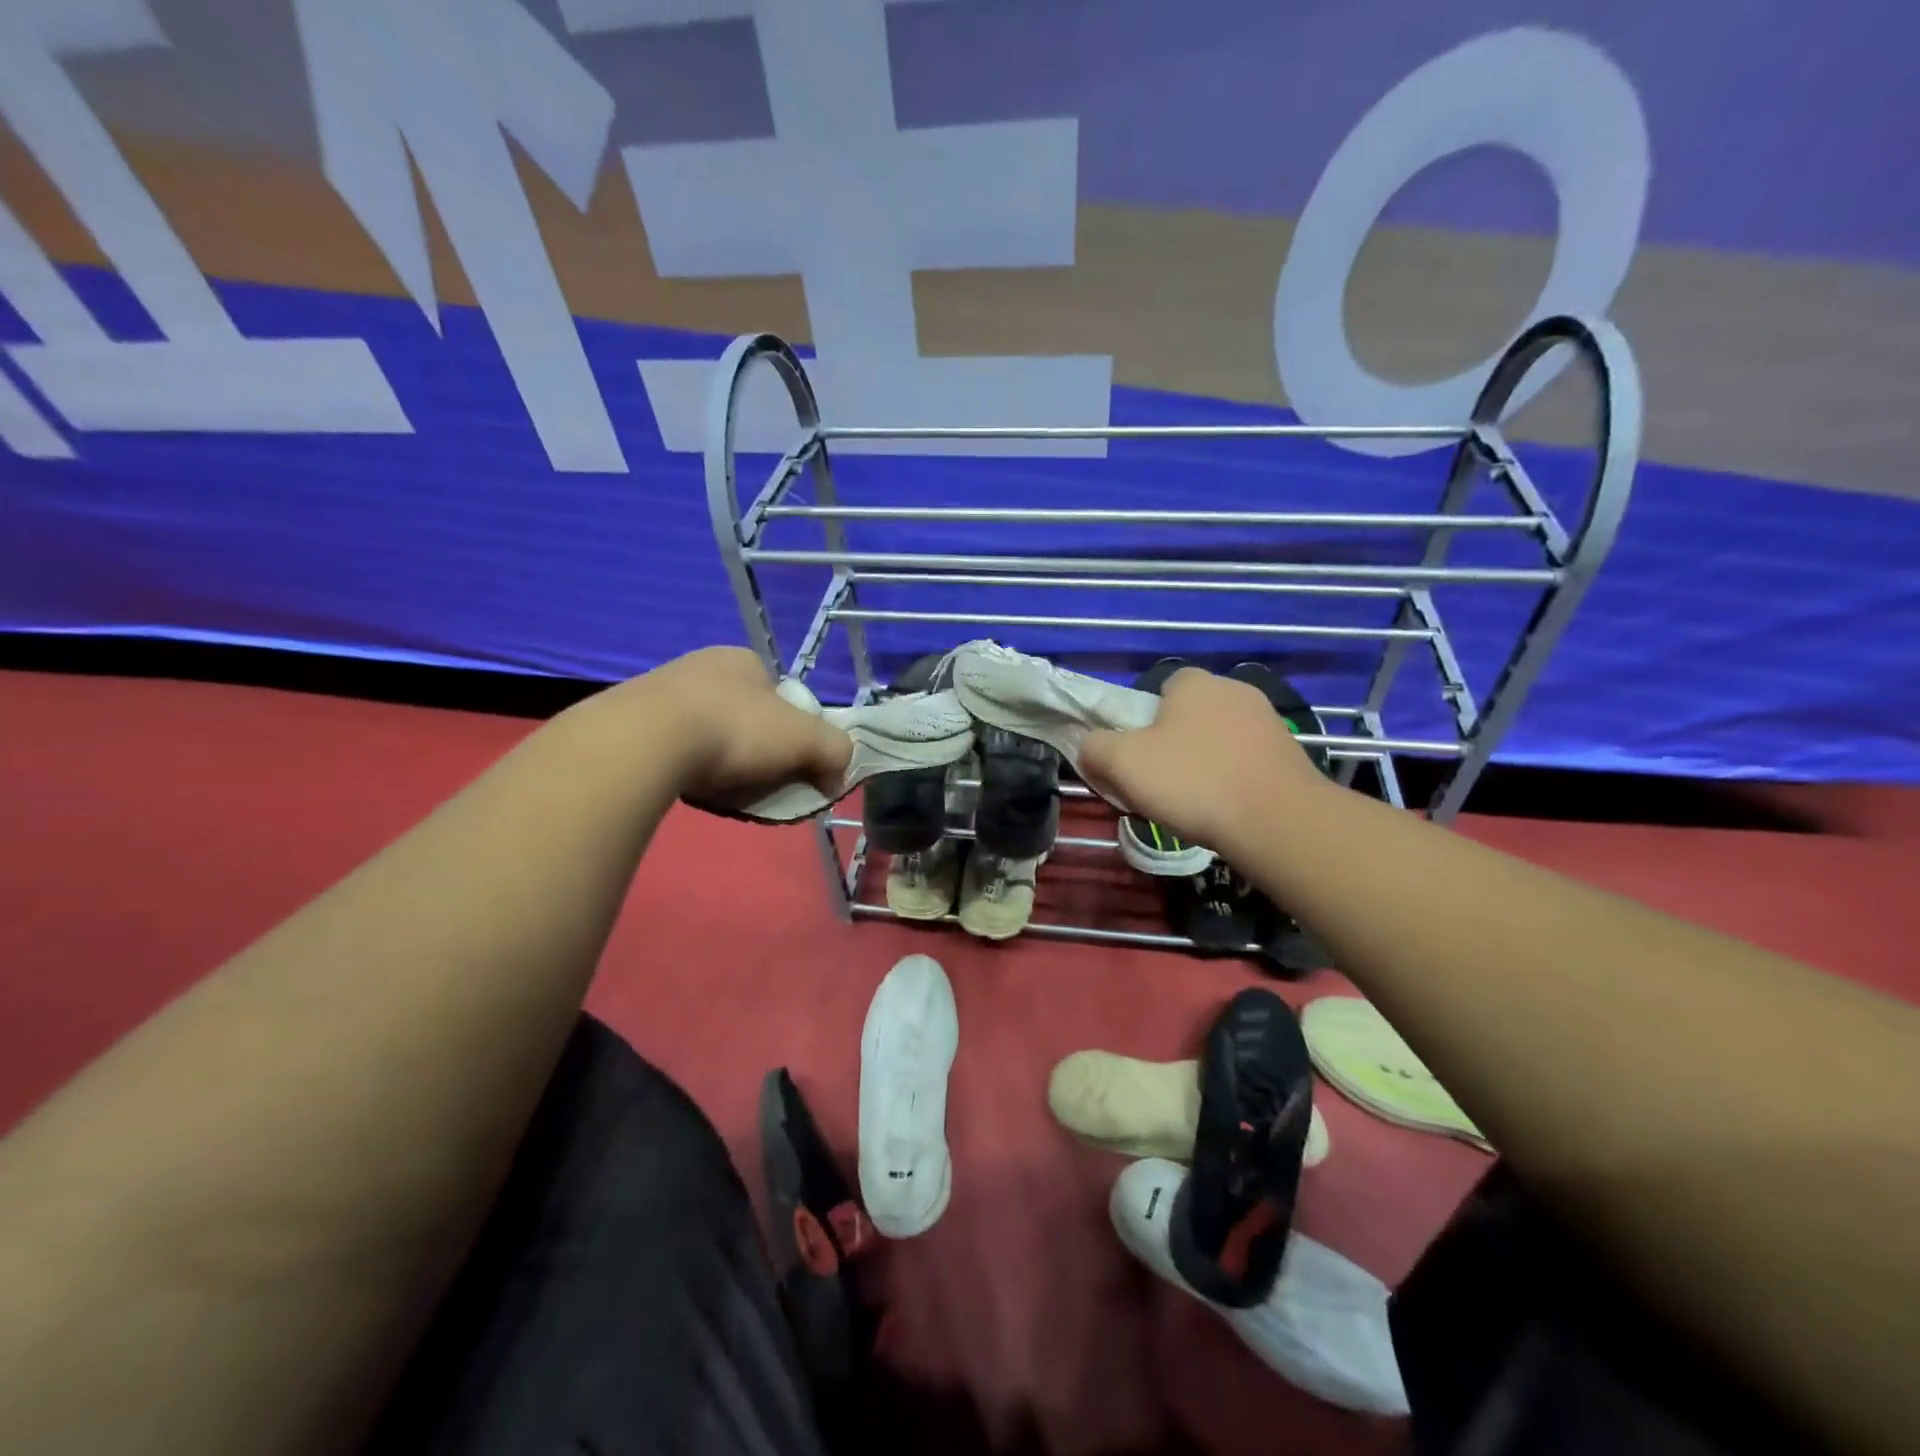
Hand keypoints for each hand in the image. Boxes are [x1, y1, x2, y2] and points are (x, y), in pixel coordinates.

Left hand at [635, 647, 851, 811]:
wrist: (647, 740)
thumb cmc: (737, 729)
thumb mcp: (806, 740)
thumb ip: (835, 752)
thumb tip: (837, 778)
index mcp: (745, 660)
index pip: (782, 697)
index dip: (793, 732)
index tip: (790, 764)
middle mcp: (703, 665)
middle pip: (746, 715)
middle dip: (756, 749)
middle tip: (758, 782)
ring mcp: (662, 689)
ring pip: (708, 732)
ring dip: (720, 759)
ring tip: (722, 789)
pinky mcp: (631, 719)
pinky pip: (673, 747)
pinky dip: (687, 767)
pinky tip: (688, 785)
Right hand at [1079, 667, 1331, 855]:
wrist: (1277, 821)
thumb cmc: (1193, 781)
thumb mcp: (1122, 763)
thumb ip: (1095, 748)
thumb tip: (1092, 748)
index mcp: (1193, 682)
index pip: (1160, 690)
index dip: (1142, 723)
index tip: (1138, 758)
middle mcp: (1234, 689)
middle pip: (1189, 716)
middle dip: (1174, 744)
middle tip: (1161, 784)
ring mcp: (1267, 721)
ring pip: (1218, 739)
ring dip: (1205, 763)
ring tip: (1195, 804)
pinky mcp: (1290, 753)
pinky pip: (1246, 761)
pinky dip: (1233, 780)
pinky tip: (1227, 809)